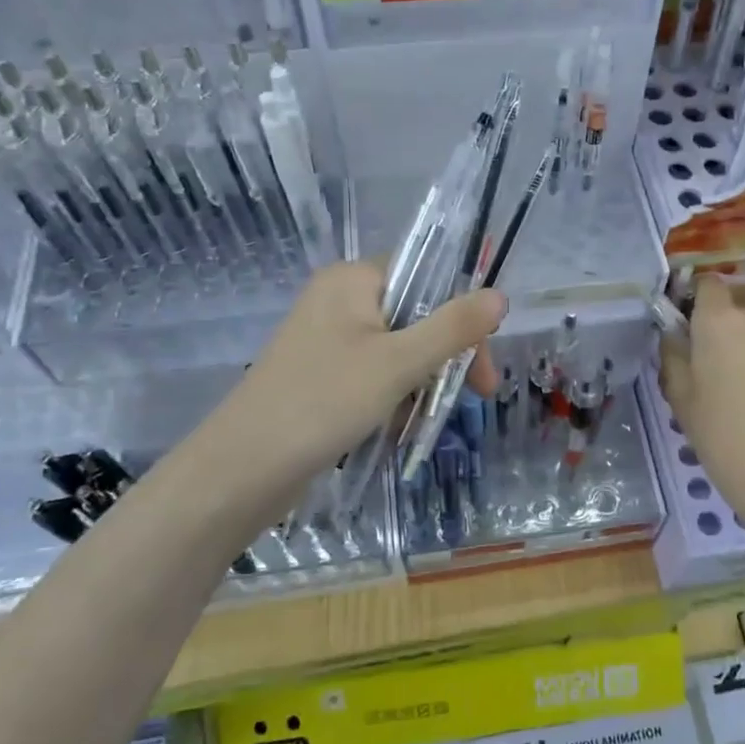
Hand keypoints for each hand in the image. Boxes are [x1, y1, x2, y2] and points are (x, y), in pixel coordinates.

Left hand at [181, 263, 504, 529]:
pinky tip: (398, 427)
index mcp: (353, 279)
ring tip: (425, 420)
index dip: (462, 314)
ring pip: (398, 349)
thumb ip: (453, 328)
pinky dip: (394, 396)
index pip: (426, 275)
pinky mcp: (320, 374)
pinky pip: (374, 373)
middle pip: (416, 314)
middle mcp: (339, 300)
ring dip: (422, 382)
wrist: (243, 468)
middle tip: (475, 396)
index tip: (481, 363)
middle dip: (446, 356)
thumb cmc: (324, 402)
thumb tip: (500, 295)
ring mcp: (327, 339)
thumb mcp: (399, 363)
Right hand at [658, 276, 744, 529]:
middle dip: (711, 326)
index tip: (679, 322)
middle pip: (727, 307)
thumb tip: (673, 331)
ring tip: (722, 383)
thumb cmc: (719, 431)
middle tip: (697, 362)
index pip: (707, 283)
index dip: (691, 297)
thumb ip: (672, 351)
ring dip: (734, 344)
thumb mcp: (679, 392)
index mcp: (719, 320)